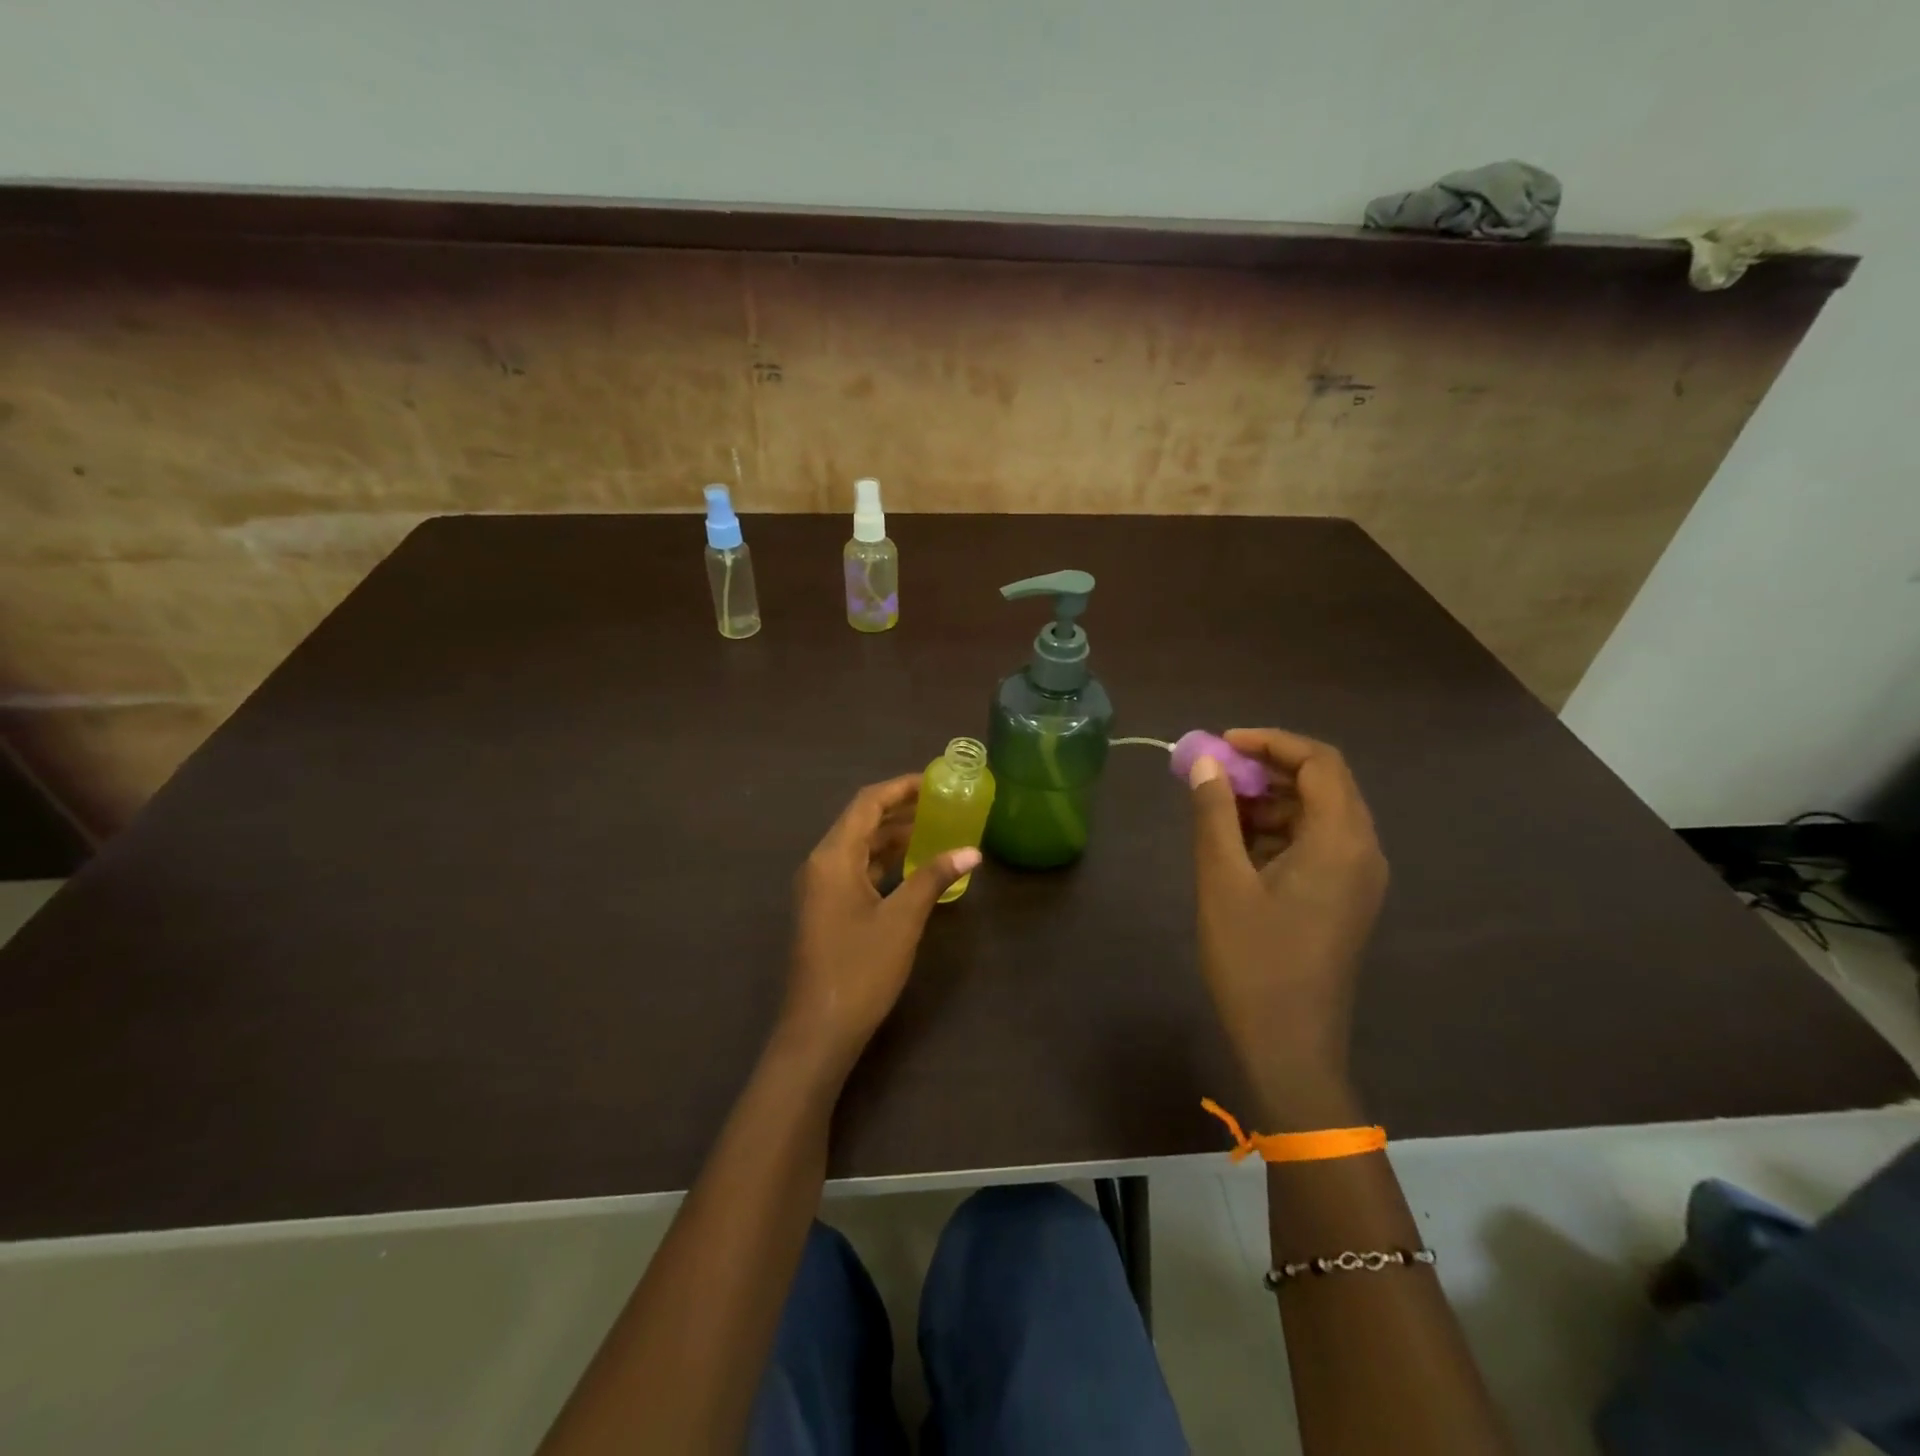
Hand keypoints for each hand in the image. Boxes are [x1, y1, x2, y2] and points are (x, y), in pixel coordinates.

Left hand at [782, 775, 980, 1071]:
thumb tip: (972, 851)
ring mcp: (820, 889)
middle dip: (899, 810)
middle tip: (941, 803)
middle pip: (860, 822)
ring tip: (934, 828)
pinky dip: (883, 862)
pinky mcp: (825, 910)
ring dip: (892, 837)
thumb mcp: (902, 919)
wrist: (818, 1030)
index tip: (934, 780)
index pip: (867, 804)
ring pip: (858, 848)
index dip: (900, 788)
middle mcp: (821, 864)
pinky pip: (855, 871)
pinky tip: (912, 867)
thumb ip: (934, 877)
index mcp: (833, 857)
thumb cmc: (860, 969)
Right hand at [1188, 729, 1387, 1124]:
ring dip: (1270, 800)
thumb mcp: (1221, 880)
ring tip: (1217, 809)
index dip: (1270, 742)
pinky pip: (1317, 843)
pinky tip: (1237, 846)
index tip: (1221, 743)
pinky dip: (1279, 831)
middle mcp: (1362, 850)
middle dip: (1267, 769)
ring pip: (1318, 813)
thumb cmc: (1253, 960)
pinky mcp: (1345, 897)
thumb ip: (1213, 814)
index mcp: (1341, 840)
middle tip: (1214, 773)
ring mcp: (1358, 877)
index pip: (1318, 762)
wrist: (1289, 1045)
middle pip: (1323, 783)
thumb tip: (1204, 762)